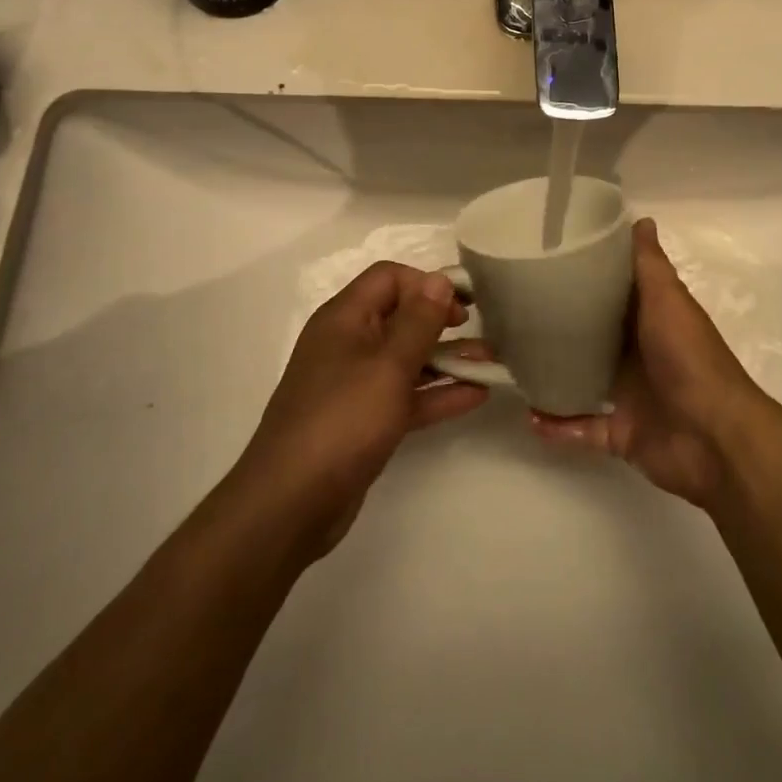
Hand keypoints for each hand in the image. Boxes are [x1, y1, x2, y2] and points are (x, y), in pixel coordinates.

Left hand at [232, 262, 488, 563]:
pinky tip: (475, 395)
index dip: (426, 283)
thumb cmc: (342, 420)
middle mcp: (348, 344)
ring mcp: (355, 385)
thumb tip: (439, 279)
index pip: (388, 278)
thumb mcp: (388, 365)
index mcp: (344, 319)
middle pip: (400, 317)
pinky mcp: (364, 421)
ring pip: (407, 359)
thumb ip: (419, 321)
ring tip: (490, 363)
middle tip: (478, 330)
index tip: (463, 302)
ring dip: (447, 359)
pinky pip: (406, 396)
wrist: (291, 503)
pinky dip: (436, 393)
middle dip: (441, 321)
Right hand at [530, 218, 780, 507]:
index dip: (586, 276)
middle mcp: (638, 354)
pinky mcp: (620, 433)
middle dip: (559, 328)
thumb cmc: (690, 359)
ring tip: (512, 365)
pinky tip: (530, 417)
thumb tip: (641, 219)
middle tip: (514, 315)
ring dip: (553, 375)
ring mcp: (629, 395)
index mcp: (650, 320)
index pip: (613, 292)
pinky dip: (558, 425)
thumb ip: (650, 265)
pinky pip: (581, 428)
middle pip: (593, 337)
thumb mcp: (668, 301)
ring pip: (582, 380)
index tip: (545, 262)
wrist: (715, 438)